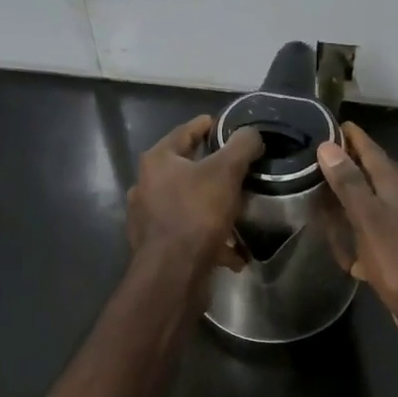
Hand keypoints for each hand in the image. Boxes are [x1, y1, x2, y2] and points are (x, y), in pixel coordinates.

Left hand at [127, 116, 263, 270]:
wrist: (173, 272)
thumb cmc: (197, 213)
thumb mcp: (226, 172)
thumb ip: (241, 146)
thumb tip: (251, 134)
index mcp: (157, 161)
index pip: (184, 132)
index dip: (206, 126)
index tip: (223, 124)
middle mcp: (146, 186)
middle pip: (184, 169)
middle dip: (211, 169)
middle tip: (236, 168)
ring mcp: (148, 218)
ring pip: (187, 204)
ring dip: (211, 206)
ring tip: (236, 209)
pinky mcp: (156, 246)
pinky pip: (189, 233)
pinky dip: (209, 237)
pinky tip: (232, 250)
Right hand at [316, 122, 397, 344]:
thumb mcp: (369, 219)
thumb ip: (349, 184)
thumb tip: (328, 146)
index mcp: (395, 187)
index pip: (372, 151)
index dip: (352, 137)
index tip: (329, 122)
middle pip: (372, 174)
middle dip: (349, 163)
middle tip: (318, 156)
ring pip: (370, 203)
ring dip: (349, 197)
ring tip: (321, 192)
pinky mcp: (395, 252)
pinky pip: (369, 233)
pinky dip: (354, 231)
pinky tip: (339, 242)